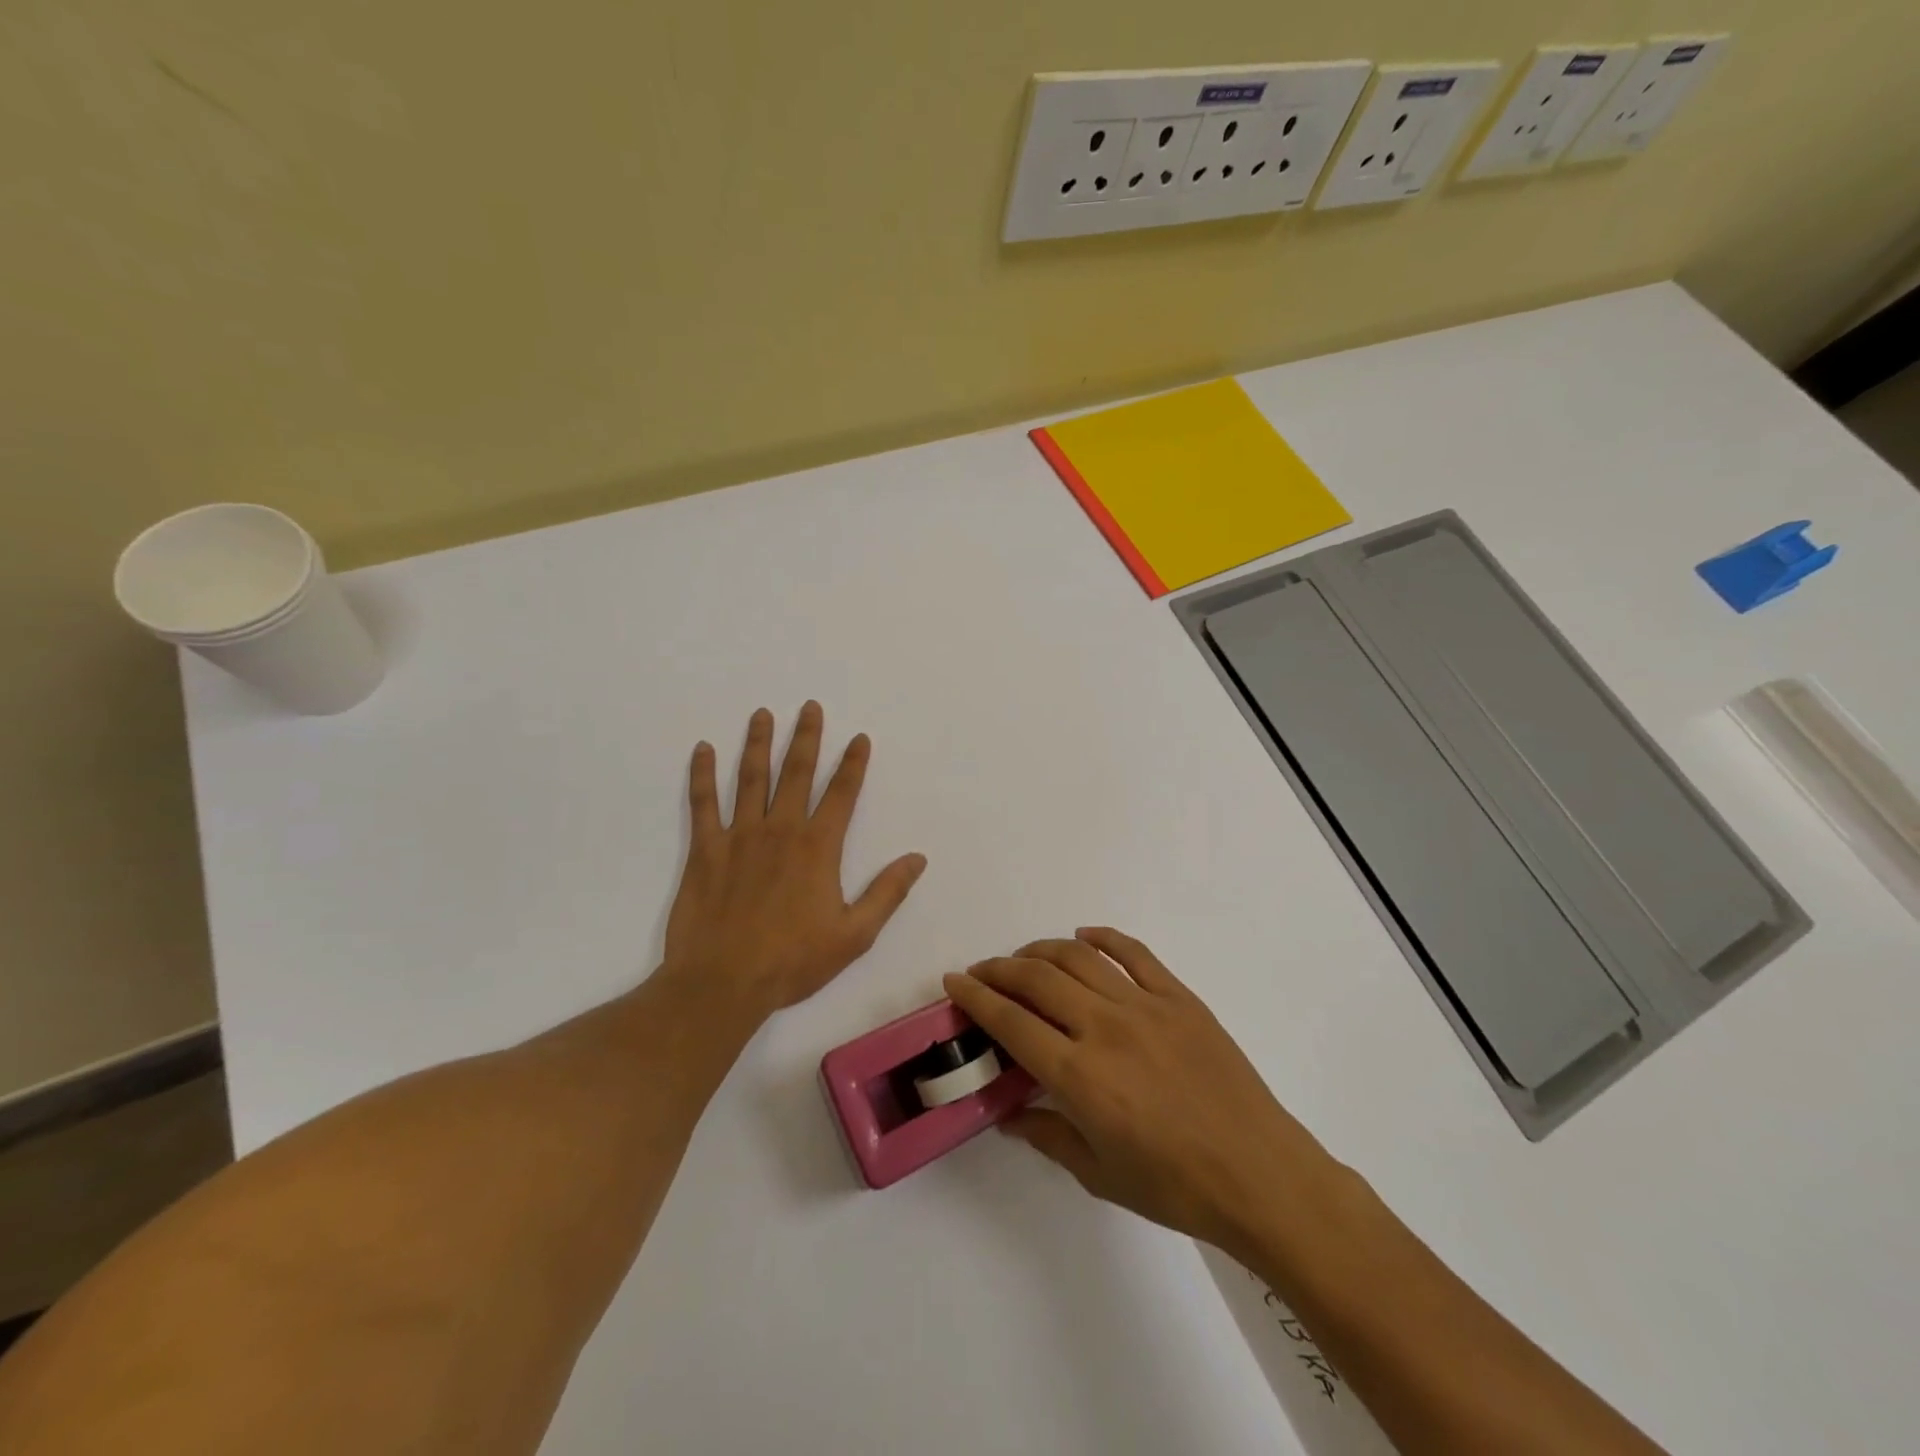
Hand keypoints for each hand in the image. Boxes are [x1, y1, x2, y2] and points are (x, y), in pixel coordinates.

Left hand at [664, 702, 925, 1019]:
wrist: (723, 983)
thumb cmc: (793, 961)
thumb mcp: (854, 934)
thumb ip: (887, 893)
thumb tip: (917, 858)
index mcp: (818, 848)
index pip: (842, 794)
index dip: (853, 764)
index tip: (859, 738)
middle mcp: (780, 830)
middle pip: (796, 773)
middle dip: (806, 738)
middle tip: (810, 707)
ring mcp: (739, 836)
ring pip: (750, 779)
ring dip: (758, 744)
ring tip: (762, 714)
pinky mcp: (705, 850)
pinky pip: (703, 804)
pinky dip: (702, 775)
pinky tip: (702, 749)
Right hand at [945, 929, 1336, 1260]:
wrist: (1260, 1174)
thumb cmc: (1175, 1186)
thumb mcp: (1099, 1174)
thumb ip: (1047, 1136)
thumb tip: (1008, 1115)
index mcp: (1080, 1076)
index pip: (1011, 1022)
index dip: (976, 997)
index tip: (955, 981)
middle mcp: (1104, 1029)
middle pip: (1036, 979)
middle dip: (1000, 969)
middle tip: (983, 971)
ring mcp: (1144, 1006)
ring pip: (1077, 958)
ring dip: (1041, 950)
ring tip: (1024, 956)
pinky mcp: (1178, 997)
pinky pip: (1133, 952)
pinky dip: (1102, 937)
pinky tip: (1084, 935)